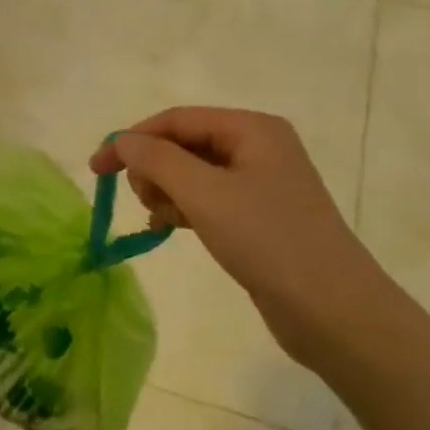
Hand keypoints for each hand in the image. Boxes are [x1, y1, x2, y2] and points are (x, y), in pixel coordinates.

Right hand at [91, 108, 407, 361]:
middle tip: (145, 201)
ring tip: (163, 219)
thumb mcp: (204, 193)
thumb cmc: (268, 240)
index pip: (176, 119)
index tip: (97, 170)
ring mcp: (259, 182)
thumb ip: (157, 159)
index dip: (132, 140)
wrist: (333, 310)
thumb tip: (122, 140)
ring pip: (190, 173)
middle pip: (182, 143)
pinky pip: (205, 198)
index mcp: (252, 129)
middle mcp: (258, 147)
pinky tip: (171, 227)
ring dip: (166, 191)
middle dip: (153, 168)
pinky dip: (182, 208)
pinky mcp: (258, 215)